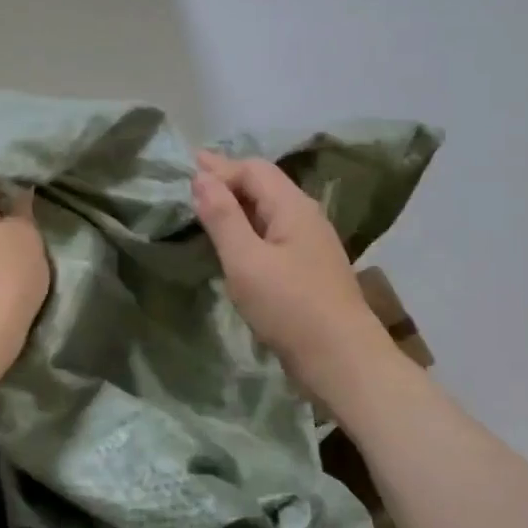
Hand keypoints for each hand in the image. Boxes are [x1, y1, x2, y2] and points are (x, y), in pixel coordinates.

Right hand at [190, 151, 394, 399]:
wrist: (342, 359)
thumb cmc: (290, 307)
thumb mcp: (246, 261)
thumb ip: (223, 217)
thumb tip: (202, 177)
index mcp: (292, 206)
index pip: (252, 169)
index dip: (219, 169)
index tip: (185, 173)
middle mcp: (306, 216)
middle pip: (264, 185)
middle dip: (228, 180)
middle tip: (192, 178)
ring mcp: (311, 243)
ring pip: (269, 210)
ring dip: (238, 204)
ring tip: (208, 205)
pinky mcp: (309, 269)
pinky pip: (274, 234)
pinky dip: (249, 228)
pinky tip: (236, 241)